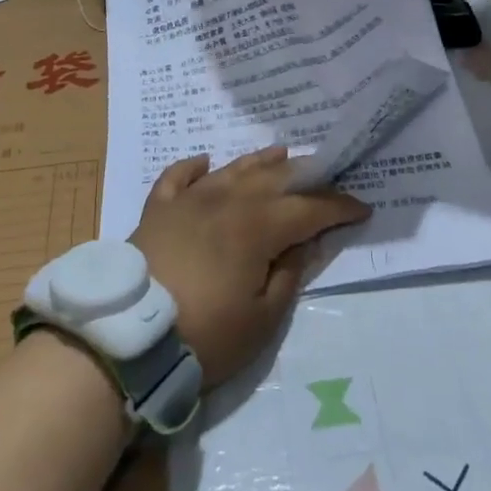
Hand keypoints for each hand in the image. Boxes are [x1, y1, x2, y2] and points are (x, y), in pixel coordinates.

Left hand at [130, 147, 369, 386]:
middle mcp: (227, 200)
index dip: (338, 206)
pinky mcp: (158, 210)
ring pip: (232, 169)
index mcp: (258, 226)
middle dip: (305, 175)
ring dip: (259, 160)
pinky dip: (193, 166)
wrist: (128, 339)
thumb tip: (306, 241)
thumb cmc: (204, 336)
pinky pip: (178, 177)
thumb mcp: (262, 320)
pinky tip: (205, 162)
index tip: (362, 207)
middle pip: (273, 178)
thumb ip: (289, 274)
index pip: (309, 208)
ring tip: (280, 152)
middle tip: (326, 175)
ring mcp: (189, 200)